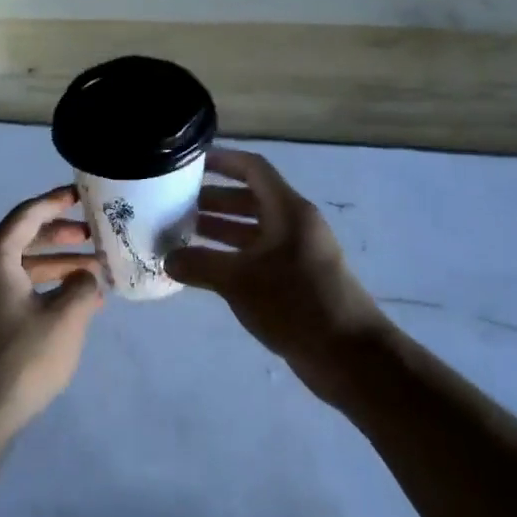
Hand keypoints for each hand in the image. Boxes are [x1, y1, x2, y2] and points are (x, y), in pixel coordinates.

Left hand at [0, 185, 104, 439]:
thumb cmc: (19, 359)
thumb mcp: (65, 319)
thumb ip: (82, 286)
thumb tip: (85, 275)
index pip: (27, 215)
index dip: (56, 202)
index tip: (82, 195)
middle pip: (22, 239)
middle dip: (59, 236)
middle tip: (93, 237)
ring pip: (18, 268)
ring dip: (53, 266)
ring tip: (92, 274)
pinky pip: (11, 290)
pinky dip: (39, 289)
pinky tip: (68, 305)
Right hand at [167, 149, 390, 407]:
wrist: (348, 355)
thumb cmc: (295, 302)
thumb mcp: (239, 280)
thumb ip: (199, 264)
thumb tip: (167, 259)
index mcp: (288, 210)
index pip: (253, 169)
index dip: (223, 161)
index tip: (189, 162)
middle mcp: (293, 225)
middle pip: (250, 199)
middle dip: (213, 199)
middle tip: (175, 204)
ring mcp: (296, 254)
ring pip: (252, 231)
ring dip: (219, 230)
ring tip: (180, 235)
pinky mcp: (295, 281)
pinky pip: (257, 257)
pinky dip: (230, 257)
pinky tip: (204, 270)